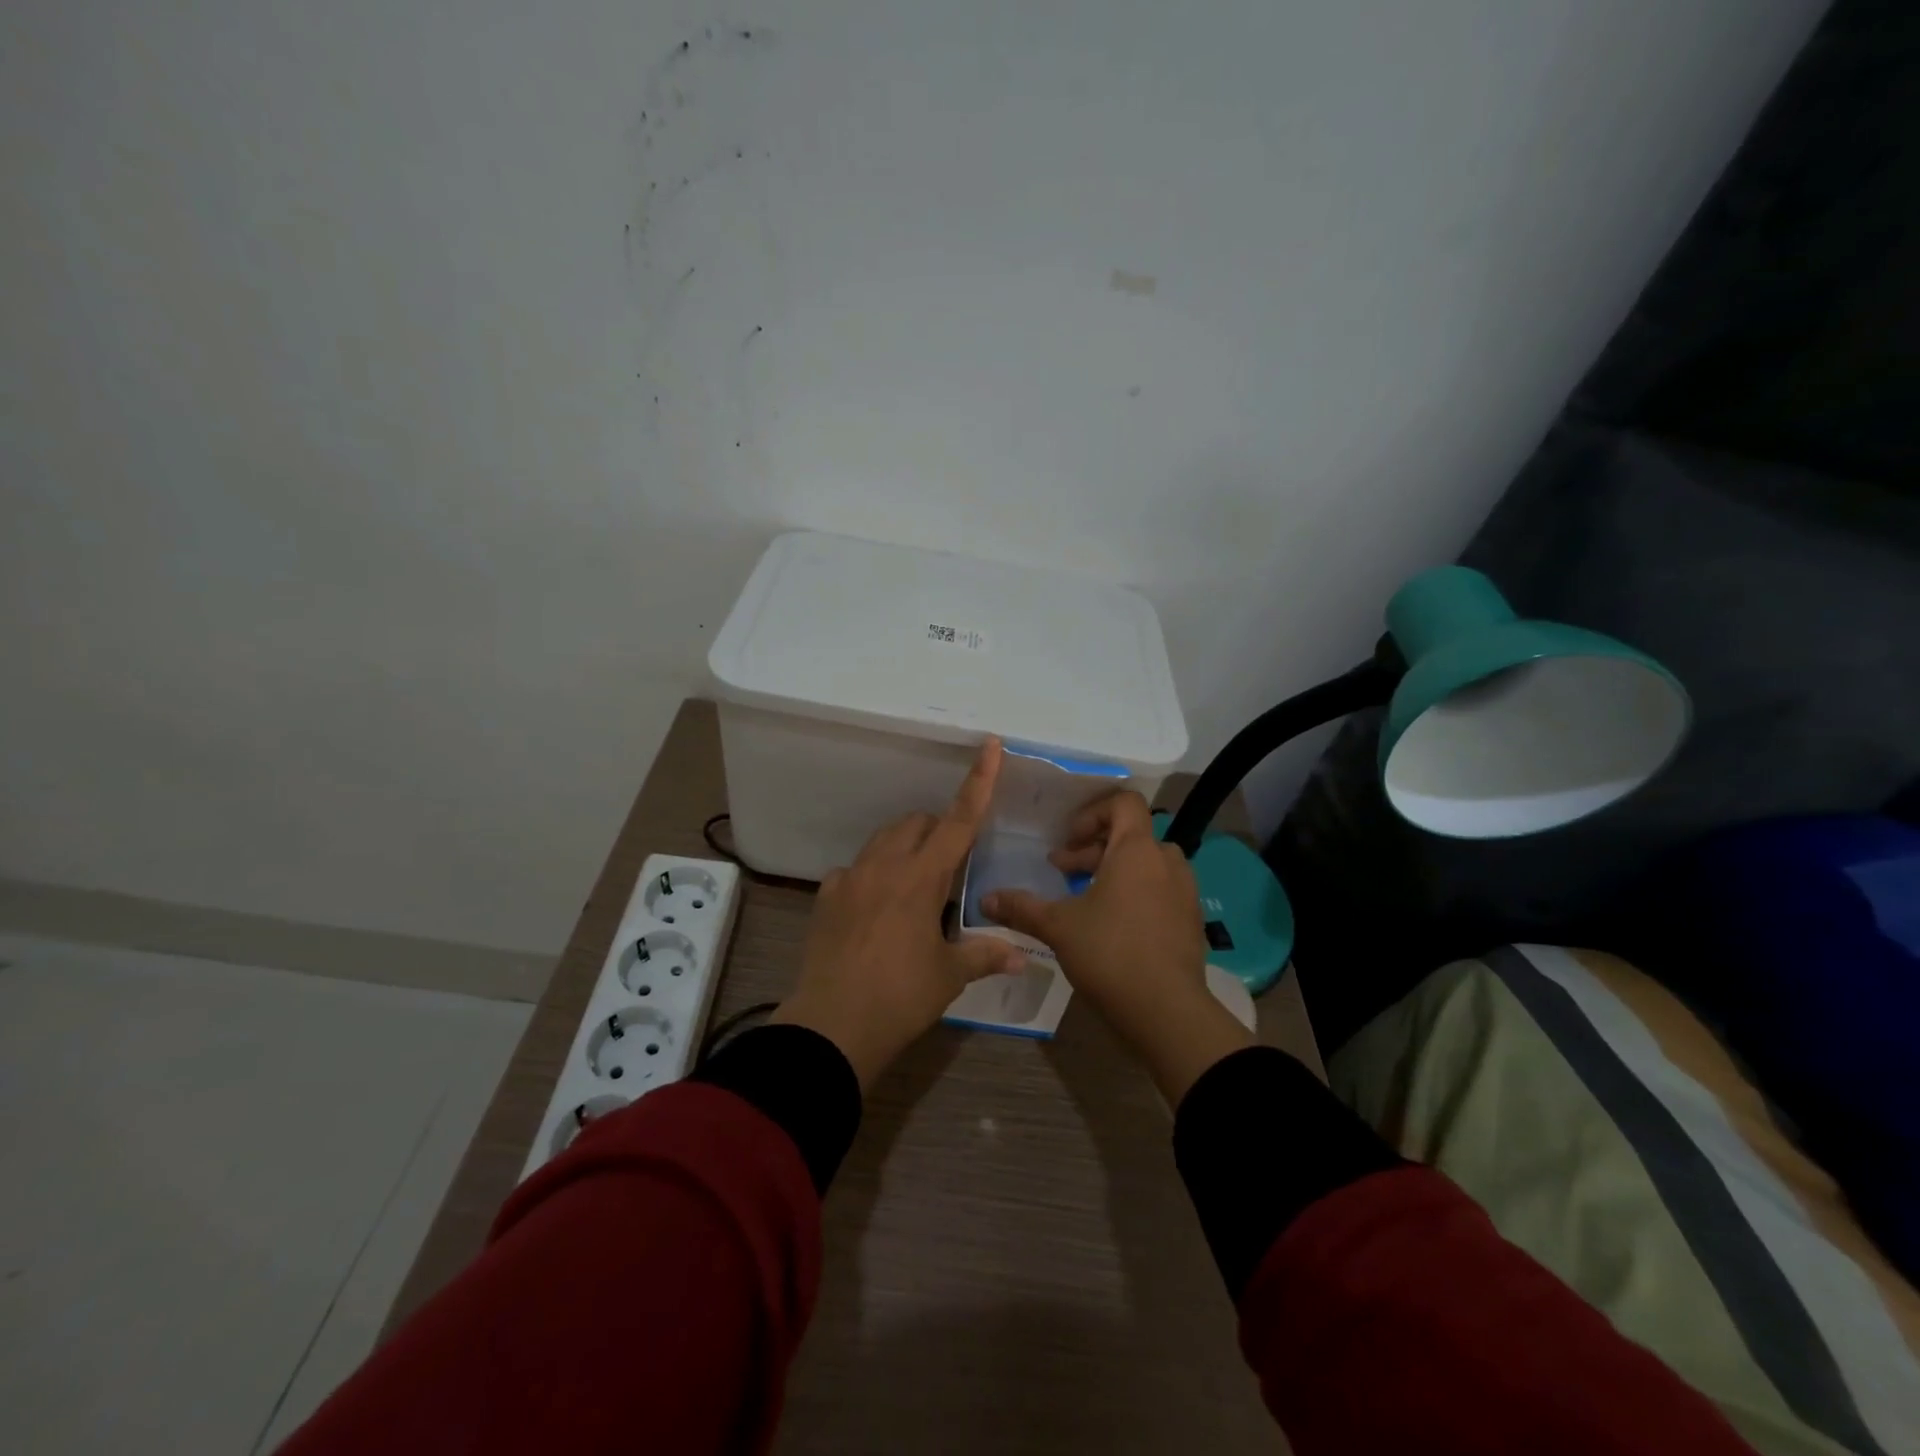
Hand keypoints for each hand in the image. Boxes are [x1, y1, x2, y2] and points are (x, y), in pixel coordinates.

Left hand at [772, 738, 1027, 1088]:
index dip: (979, 782)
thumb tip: (1021, 956)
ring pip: (883, 840)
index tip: (990, 745)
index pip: (959, 821)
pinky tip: (874, 909)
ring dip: (905, 847)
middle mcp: (884, 866)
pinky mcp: (826, 897)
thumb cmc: (900, 997)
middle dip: (937, 830)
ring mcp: (850, 878)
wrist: (832, 1026)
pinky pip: (853, 870)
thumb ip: (985, 955)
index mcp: (921, 878)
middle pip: (917, 823)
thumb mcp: (948, 976)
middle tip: (950, 867)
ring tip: (914, 887)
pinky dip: (871, 876)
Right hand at [982, 790, 1251, 1102]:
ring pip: (1146, 864)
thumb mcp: (1058, 927)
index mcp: (1138, 850)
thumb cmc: (1110, 953)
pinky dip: (1135, 892)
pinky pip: (1160, 889)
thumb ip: (1022, 907)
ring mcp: (1184, 891)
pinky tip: (1110, 925)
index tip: (1068, 840)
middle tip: (1062, 871)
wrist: (1167, 1011)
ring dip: (1114, 871)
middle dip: (1092, 848)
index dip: (1093, 812)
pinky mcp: (1190, 920)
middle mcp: (1166, 861)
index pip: (1124, 802)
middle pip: (1131, 835)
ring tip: (1084, 897)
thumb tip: (985, 900)